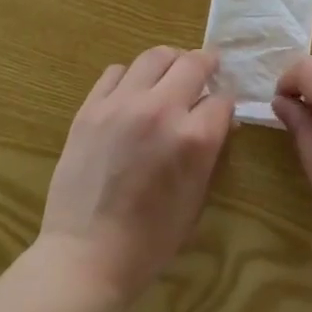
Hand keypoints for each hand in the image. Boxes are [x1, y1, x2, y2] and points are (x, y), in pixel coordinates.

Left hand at [39, 47, 232, 309]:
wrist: (86, 255)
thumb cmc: (150, 239)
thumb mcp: (197, 197)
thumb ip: (210, 151)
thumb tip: (219, 120)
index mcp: (194, 138)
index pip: (222, 99)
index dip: (225, 104)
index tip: (221, 110)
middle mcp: (161, 110)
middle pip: (193, 62)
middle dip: (206, 66)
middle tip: (205, 72)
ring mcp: (121, 104)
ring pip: (154, 56)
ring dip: (170, 63)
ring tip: (169, 76)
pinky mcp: (91, 108)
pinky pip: (116, 72)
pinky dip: (131, 77)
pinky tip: (132, 94)